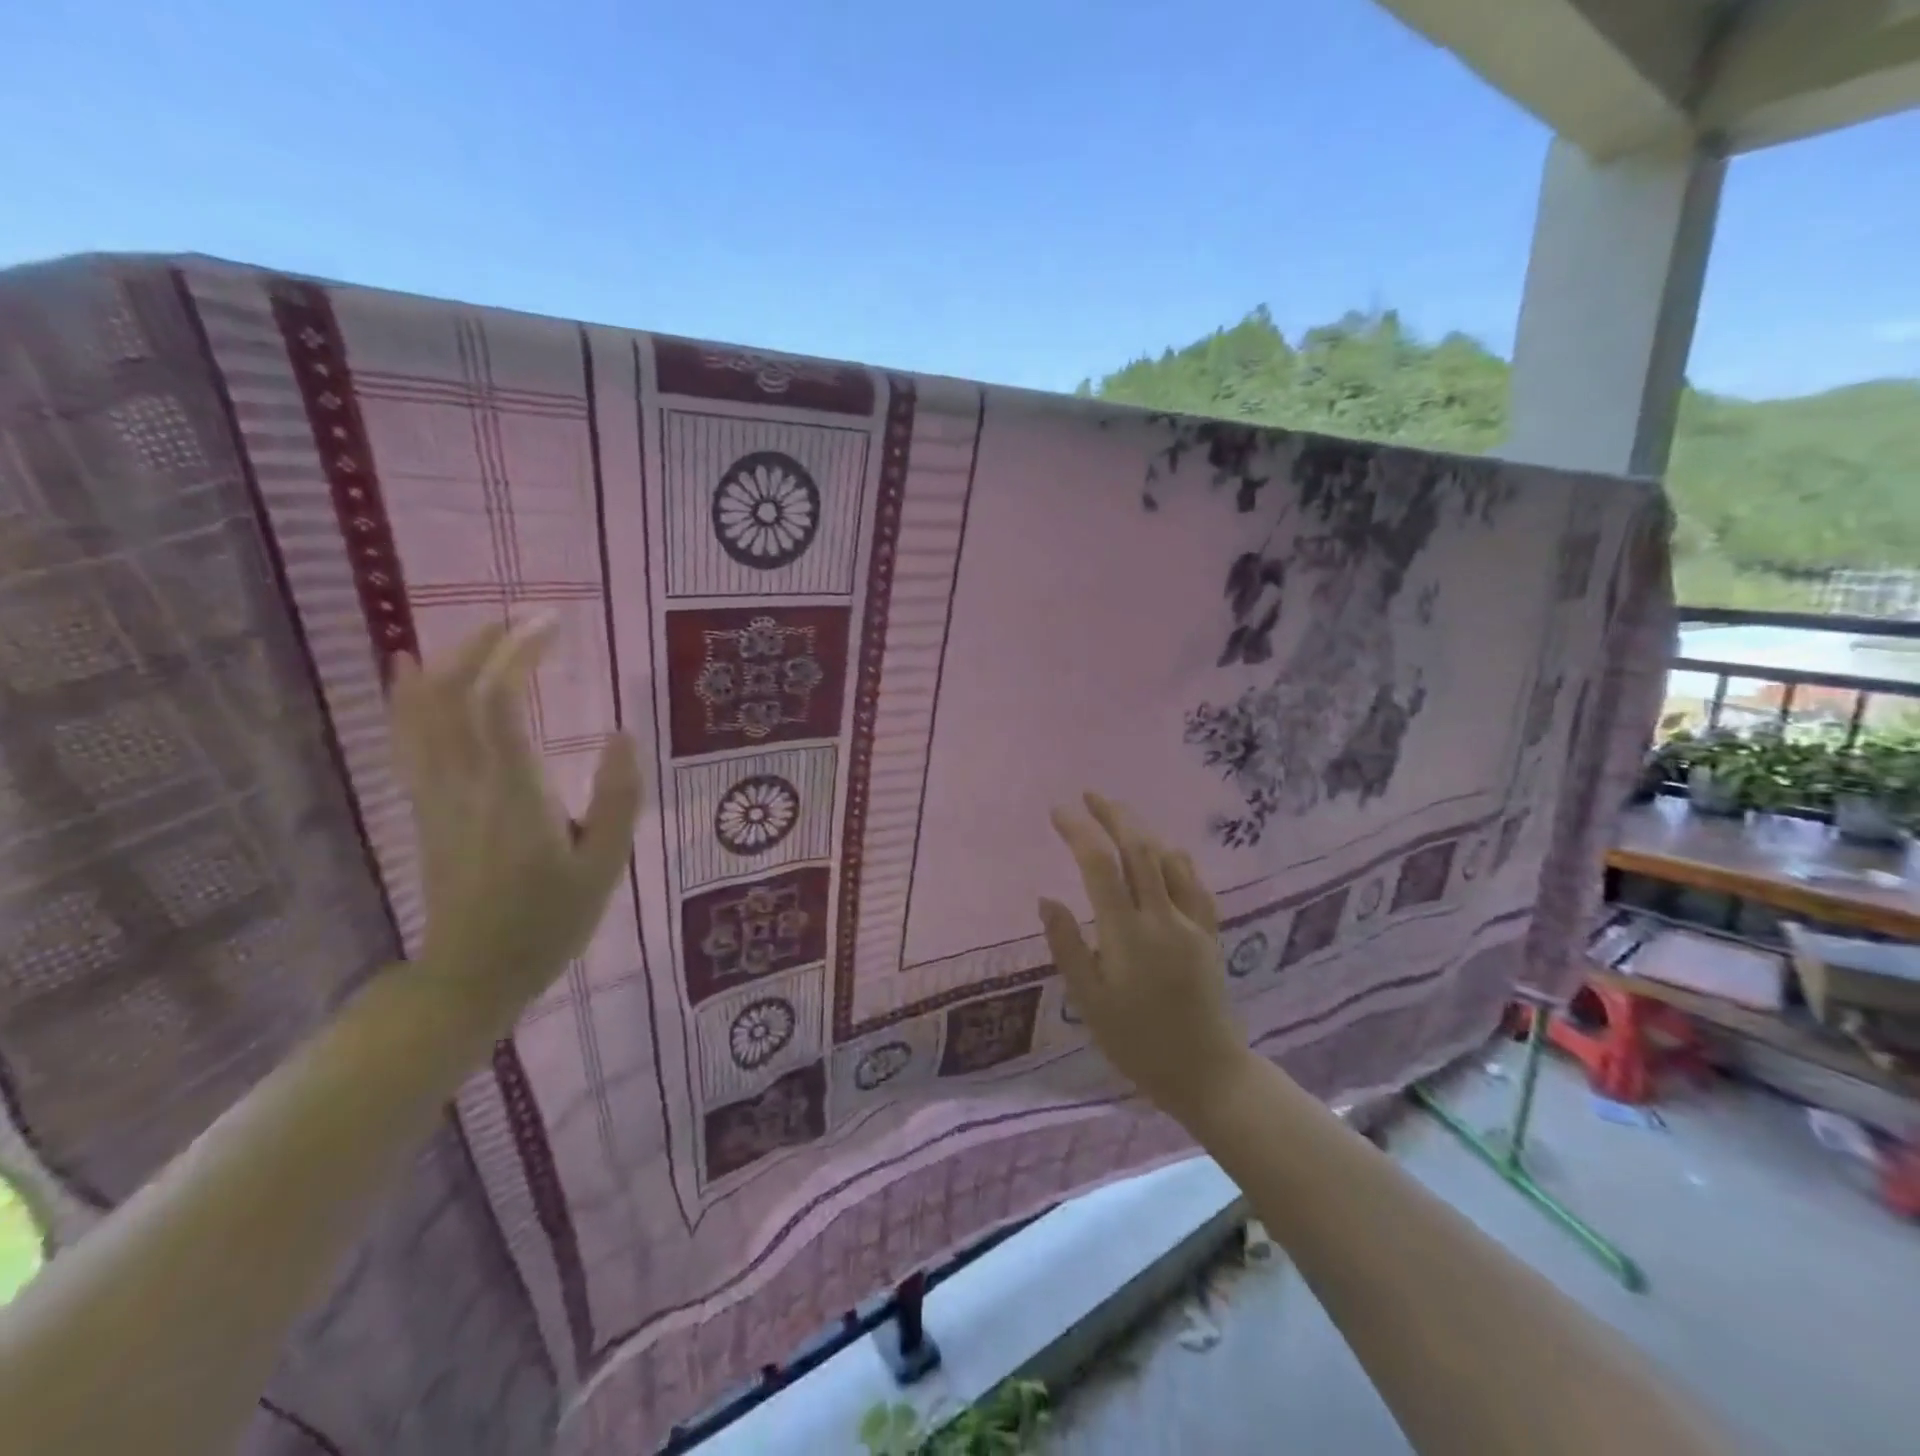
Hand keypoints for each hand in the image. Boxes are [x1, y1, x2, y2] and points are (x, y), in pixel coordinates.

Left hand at [390, 618, 642, 1014]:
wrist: (473, 974)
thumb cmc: (550, 922)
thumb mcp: (605, 868)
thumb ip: (617, 799)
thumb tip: (623, 734)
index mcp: (516, 794)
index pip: (501, 702)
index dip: (522, 652)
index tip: (555, 625)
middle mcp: (467, 782)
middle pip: (455, 692)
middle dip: (488, 643)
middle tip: (529, 620)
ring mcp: (436, 793)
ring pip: (423, 709)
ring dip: (451, 659)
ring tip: (485, 631)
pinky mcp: (425, 805)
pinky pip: (407, 736)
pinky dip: (408, 693)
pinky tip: (412, 668)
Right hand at [1038, 792, 1250, 1123]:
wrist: (1207, 1072)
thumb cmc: (1137, 1043)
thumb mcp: (1090, 1003)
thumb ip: (1067, 947)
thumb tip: (1047, 900)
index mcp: (1126, 933)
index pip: (1098, 865)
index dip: (1078, 831)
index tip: (1057, 811)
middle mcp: (1161, 917)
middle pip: (1138, 849)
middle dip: (1113, 816)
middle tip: (1089, 796)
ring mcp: (1191, 922)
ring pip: (1168, 859)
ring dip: (1142, 831)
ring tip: (1119, 817)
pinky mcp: (1210, 934)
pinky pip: (1195, 883)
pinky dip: (1176, 859)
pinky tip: (1166, 853)